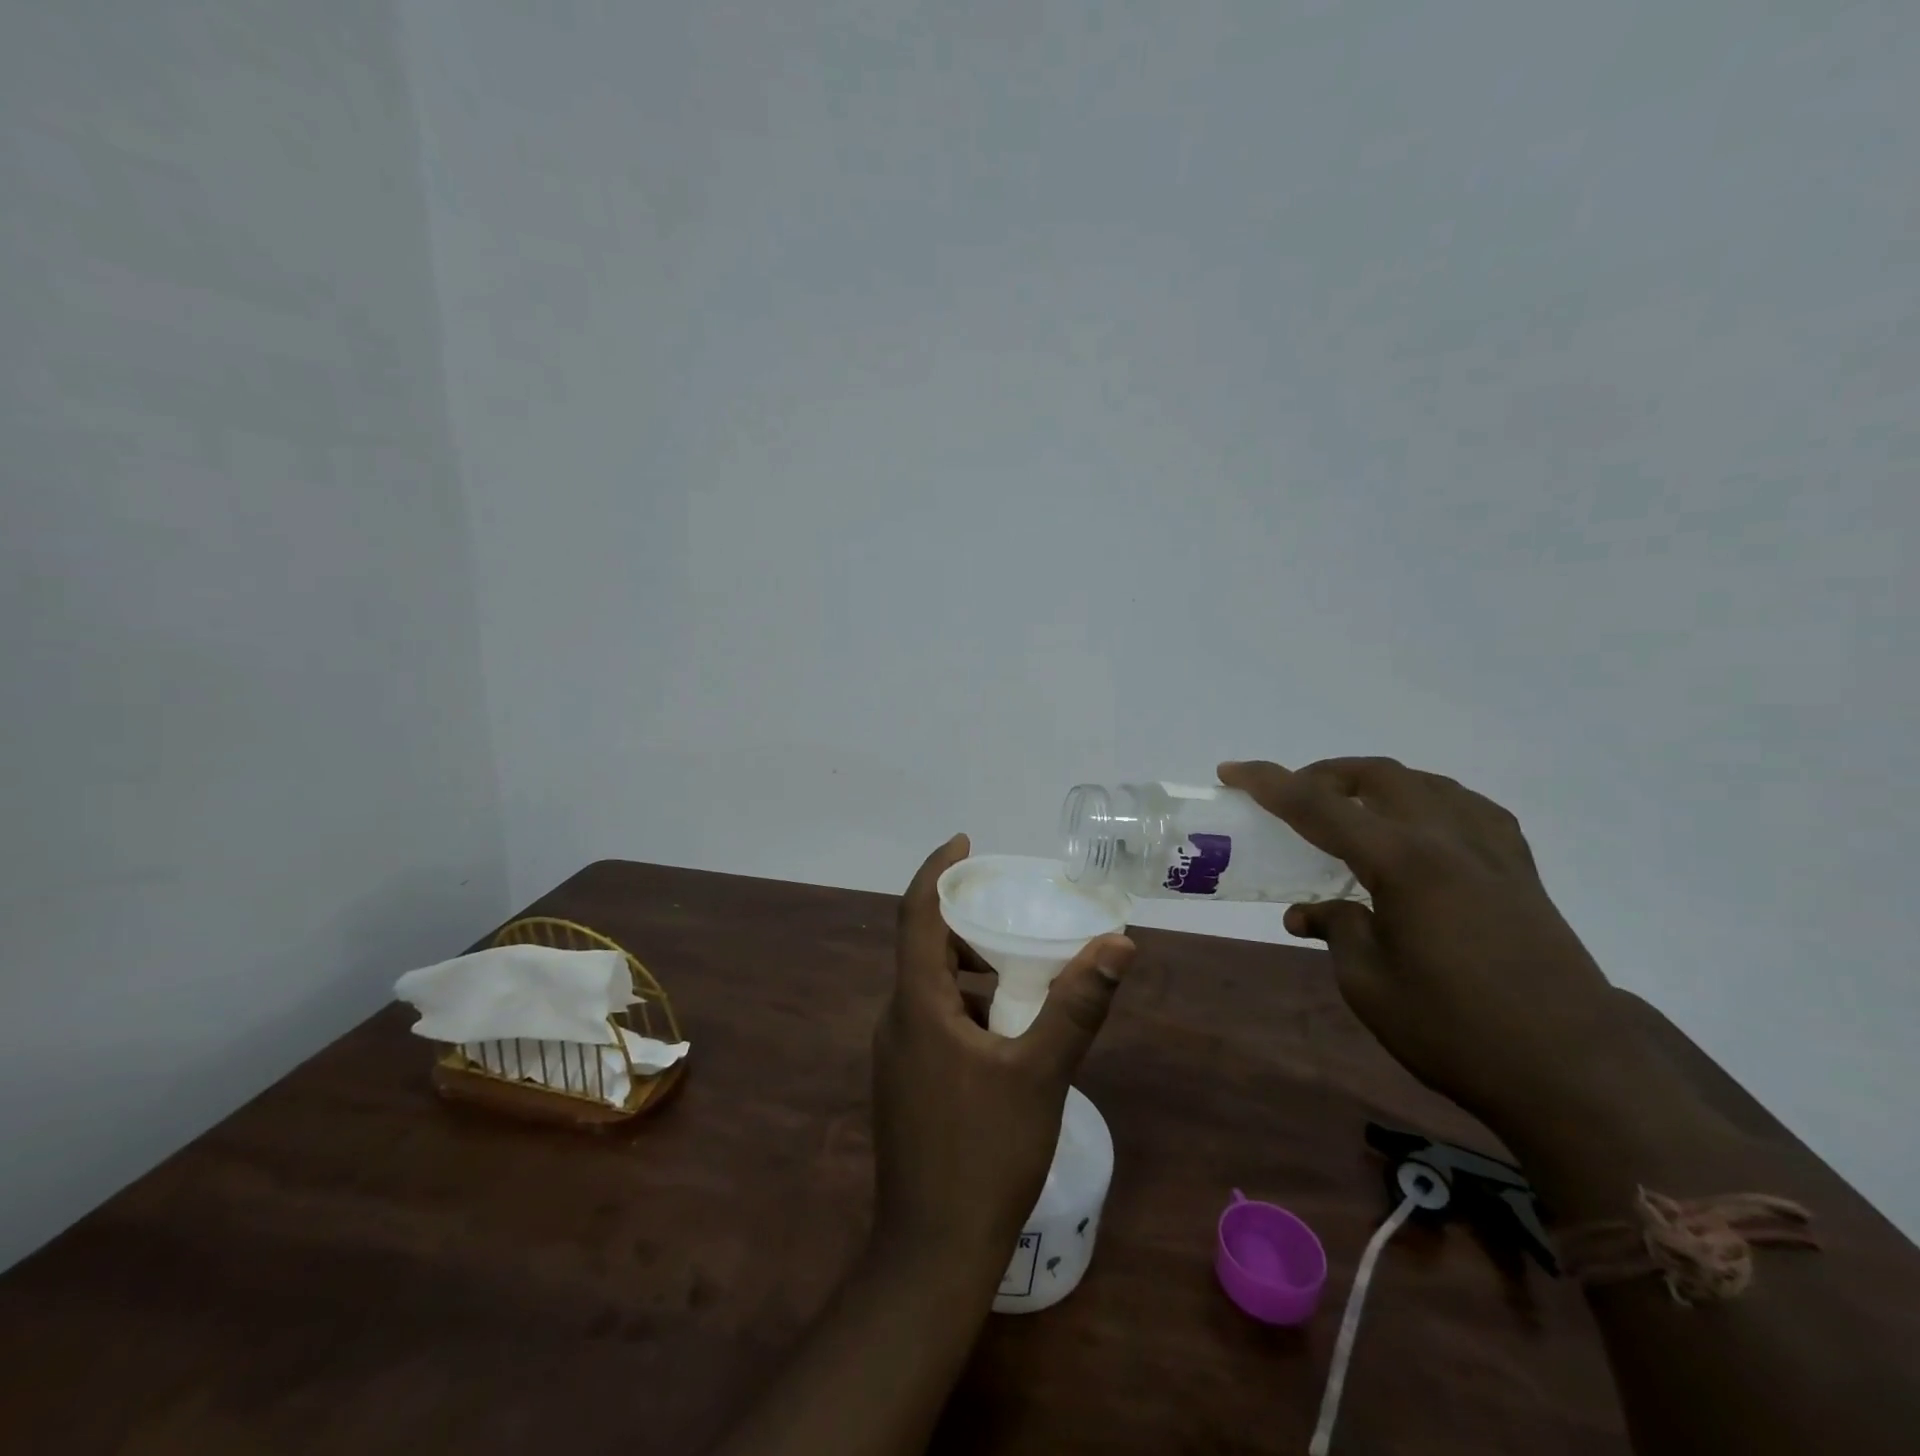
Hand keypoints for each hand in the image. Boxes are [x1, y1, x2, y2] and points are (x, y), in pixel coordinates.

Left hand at [872, 835, 1135, 1275]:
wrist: (932, 1252)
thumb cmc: (984, 1154)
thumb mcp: (1040, 1074)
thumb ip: (1077, 1006)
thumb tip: (1117, 945)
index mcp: (917, 1005)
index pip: (916, 914)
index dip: (938, 870)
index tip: (965, 842)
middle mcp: (897, 1020)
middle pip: (923, 946)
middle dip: (964, 921)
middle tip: (1009, 910)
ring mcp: (896, 1055)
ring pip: (930, 987)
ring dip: (969, 968)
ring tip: (1020, 970)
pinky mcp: (906, 1082)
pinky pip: (932, 1020)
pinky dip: (966, 1005)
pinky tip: (1007, 1032)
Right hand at [1218, 758, 1613, 1129]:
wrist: (1577, 1079)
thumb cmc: (1455, 1033)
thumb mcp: (1368, 985)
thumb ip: (1336, 930)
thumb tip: (1310, 912)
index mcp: (1403, 862)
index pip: (1319, 805)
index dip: (1268, 783)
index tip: (1231, 771)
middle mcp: (1448, 840)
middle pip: (1378, 776)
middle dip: (1324, 775)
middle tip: (1291, 798)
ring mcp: (1494, 853)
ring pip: (1427, 784)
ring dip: (1377, 784)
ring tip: (1350, 811)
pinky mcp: (1523, 874)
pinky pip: (1469, 810)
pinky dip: (1429, 803)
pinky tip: (1420, 830)